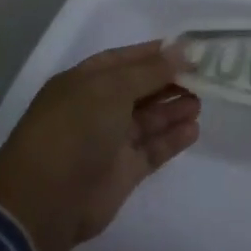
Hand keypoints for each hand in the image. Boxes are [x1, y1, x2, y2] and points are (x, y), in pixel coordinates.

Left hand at [0, 41, 199, 250]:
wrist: (45, 200)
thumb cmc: (75, 129)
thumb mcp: (112, 88)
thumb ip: (151, 70)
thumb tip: (182, 51)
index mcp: (85, 82)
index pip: (125, 59)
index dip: (155, 53)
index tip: (188, 49)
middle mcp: (97, 108)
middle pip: (140, 89)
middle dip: (170, 80)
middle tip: (204, 75)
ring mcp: (110, 142)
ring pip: (149, 119)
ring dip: (174, 108)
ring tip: (202, 100)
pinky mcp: (123, 172)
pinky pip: (153, 149)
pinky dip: (173, 139)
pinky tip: (194, 129)